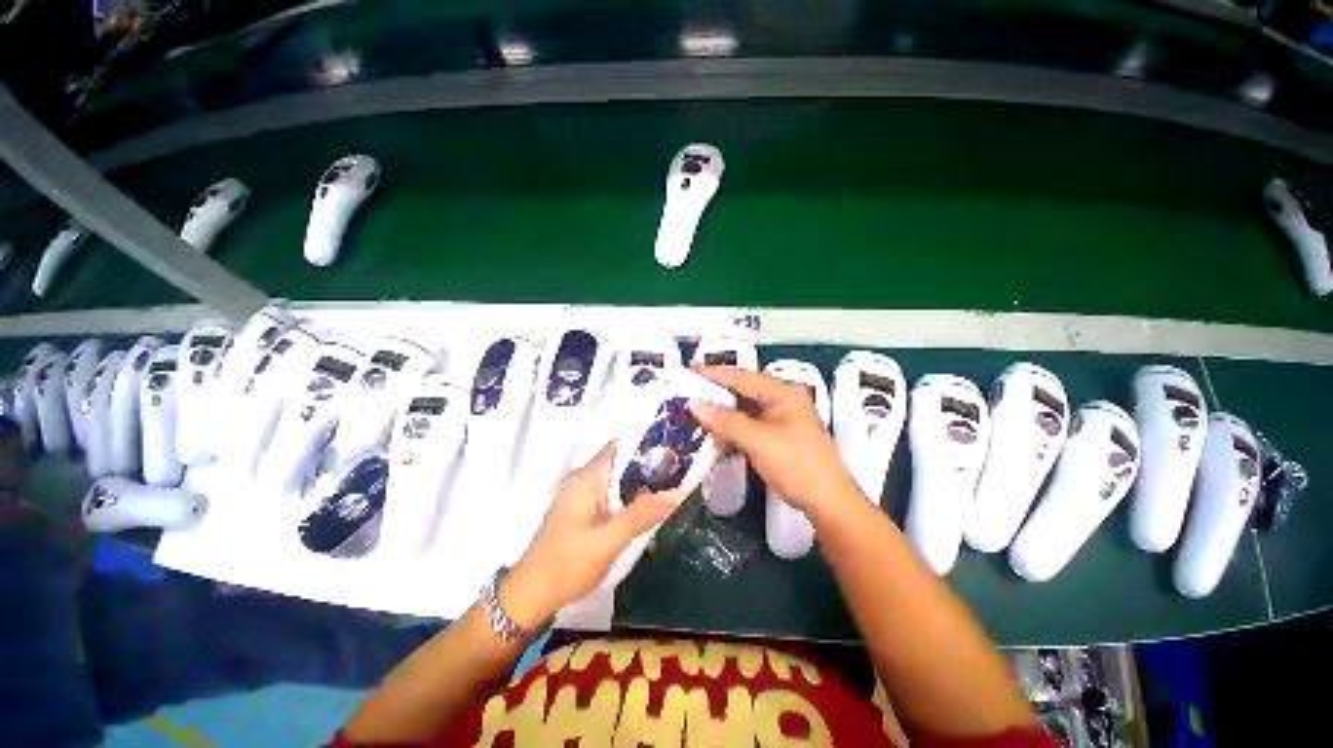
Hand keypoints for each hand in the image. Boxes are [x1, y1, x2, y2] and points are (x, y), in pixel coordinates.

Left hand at [502, 444, 681, 628]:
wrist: (531, 596)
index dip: (646, 447)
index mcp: (586, 477)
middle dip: (648, 473)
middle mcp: (582, 480)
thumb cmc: (568, 564)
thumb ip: (642, 514)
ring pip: (617, 483)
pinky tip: (643, 524)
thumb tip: (677, 492)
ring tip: (667, 503)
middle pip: (621, 465)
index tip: (671, 456)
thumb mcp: (609, 540)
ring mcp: (580, 496)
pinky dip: (627, 506)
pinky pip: (610, 499)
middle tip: (676, 482)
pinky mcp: (580, 512)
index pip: (620, 446)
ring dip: (639, 492)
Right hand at [689, 364, 861, 519]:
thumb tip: (694, 403)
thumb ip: (726, 421)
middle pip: (743, 390)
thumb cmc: (797, 465)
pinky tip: (716, 432)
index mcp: (783, 393)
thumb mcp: (759, 441)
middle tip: (689, 389)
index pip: (743, 377)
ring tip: (697, 410)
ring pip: (745, 409)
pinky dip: (732, 427)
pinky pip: (749, 425)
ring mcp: (781, 419)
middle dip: (717, 391)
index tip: (691, 367)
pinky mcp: (778, 436)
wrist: (829, 503)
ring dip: (723, 411)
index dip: (715, 373)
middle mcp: (783, 400)